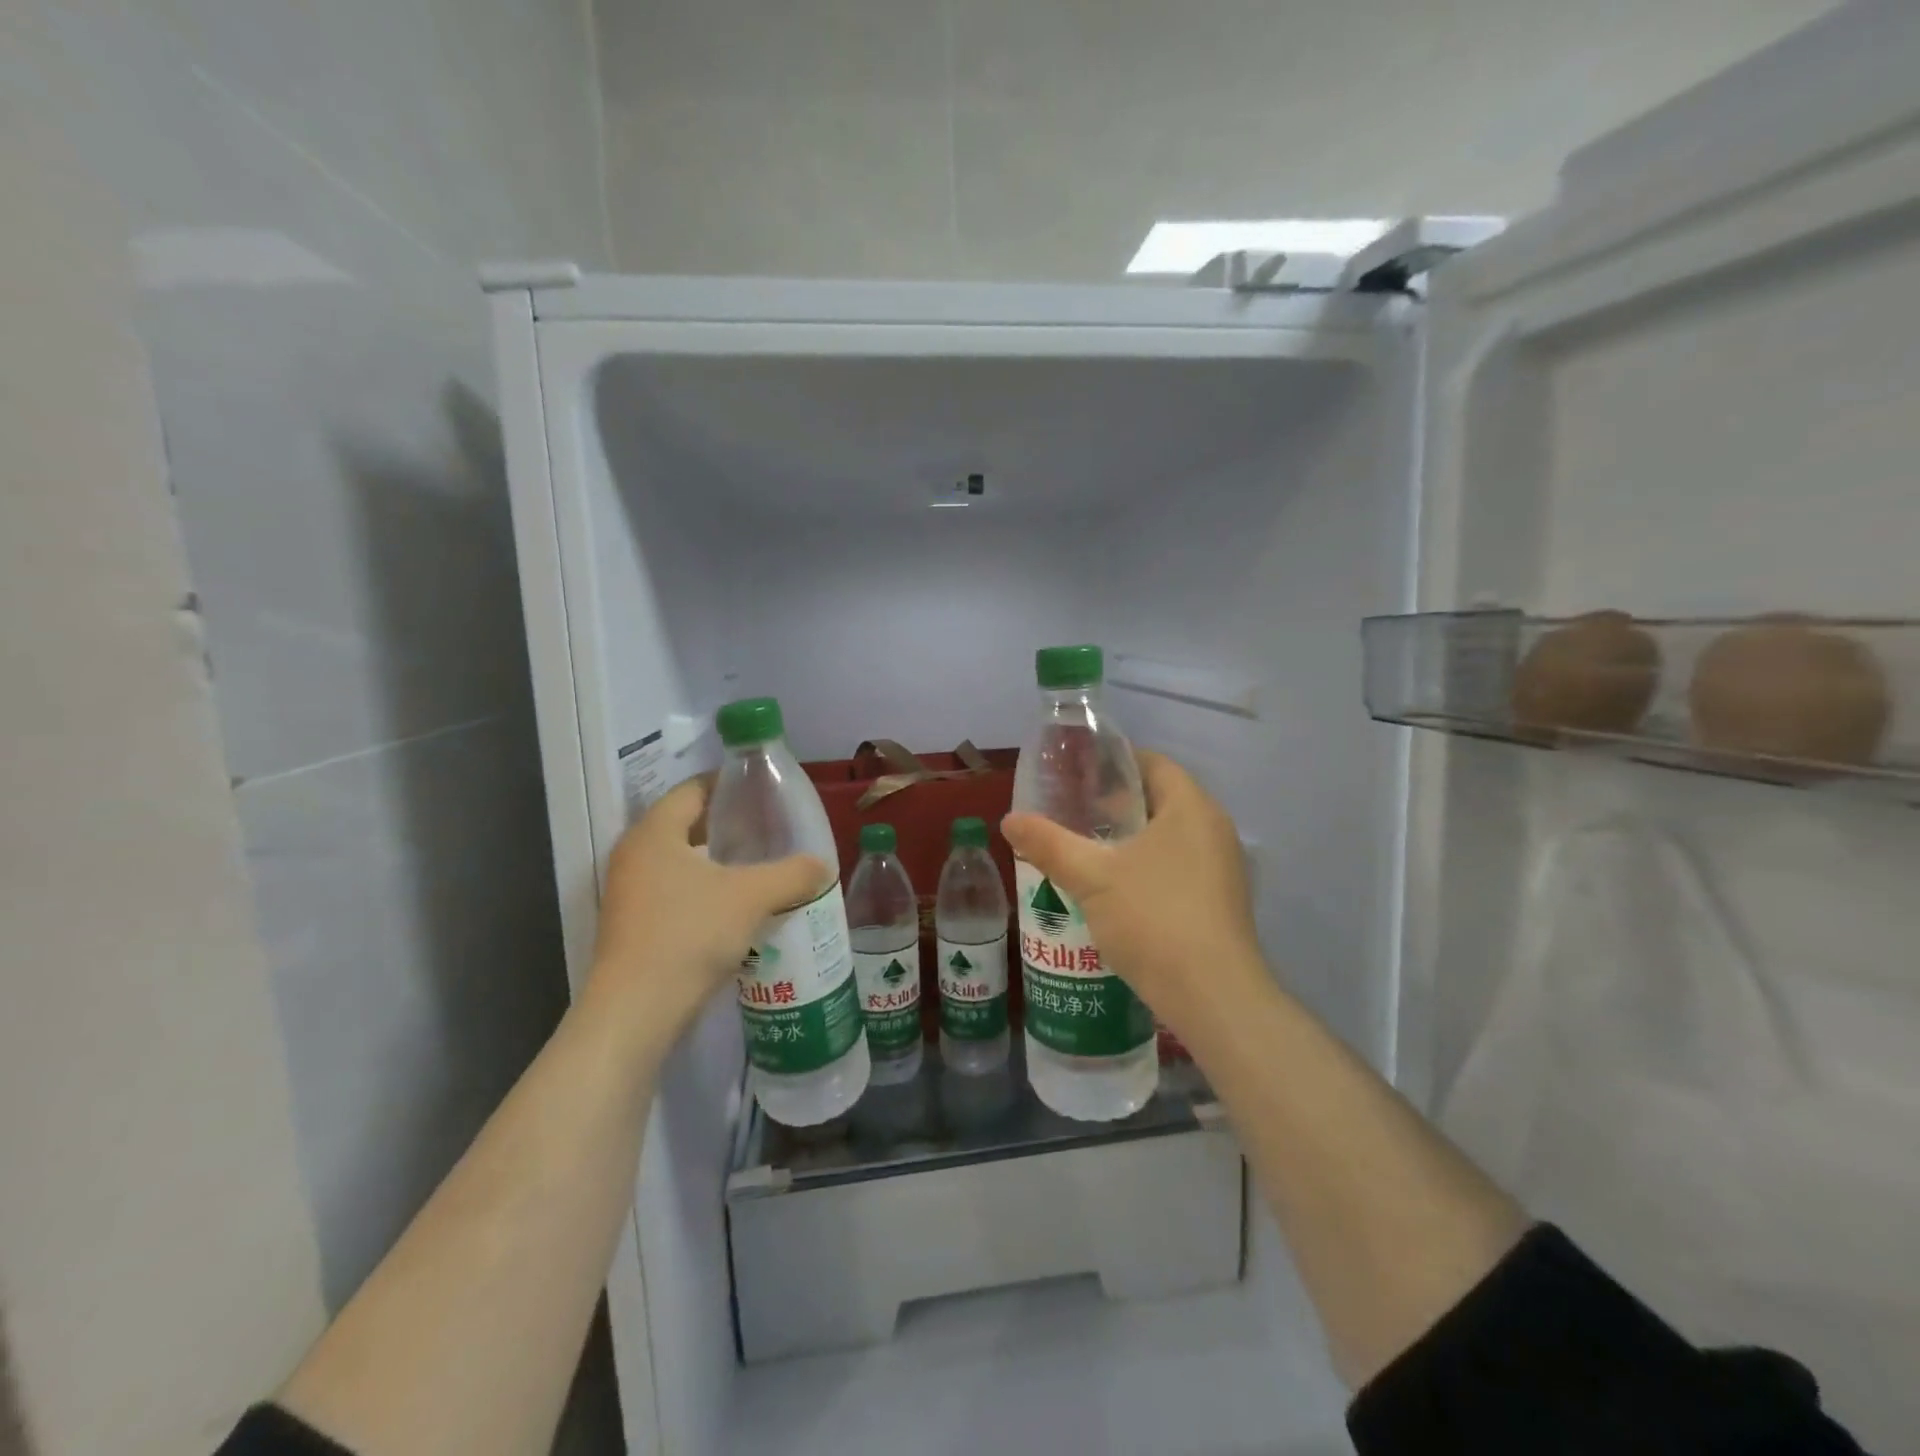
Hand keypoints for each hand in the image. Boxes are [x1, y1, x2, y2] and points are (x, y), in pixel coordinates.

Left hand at [585, 778, 828, 1044]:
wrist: (637, 1012)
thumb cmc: (689, 934)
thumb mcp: (752, 897)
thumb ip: (792, 873)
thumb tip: (823, 865)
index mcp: (654, 833)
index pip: (692, 789)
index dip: (728, 783)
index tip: (764, 789)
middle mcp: (635, 855)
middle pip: (687, 825)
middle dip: (729, 824)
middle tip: (771, 827)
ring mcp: (631, 893)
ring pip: (683, 863)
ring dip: (719, 862)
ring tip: (762, 865)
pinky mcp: (635, 926)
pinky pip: (677, 893)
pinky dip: (708, 891)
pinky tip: (740, 907)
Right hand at [1001, 750, 1263, 1033]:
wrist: (1211, 996)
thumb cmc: (1153, 918)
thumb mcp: (1091, 877)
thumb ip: (1049, 843)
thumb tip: (1009, 820)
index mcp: (1191, 808)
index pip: (1154, 763)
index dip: (1115, 762)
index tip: (1078, 773)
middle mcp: (1214, 829)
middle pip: (1161, 799)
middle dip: (1118, 803)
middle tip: (1073, 811)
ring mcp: (1223, 868)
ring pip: (1170, 837)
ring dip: (1131, 839)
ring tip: (1087, 848)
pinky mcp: (1220, 902)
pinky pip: (1179, 867)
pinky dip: (1147, 866)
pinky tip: (1115, 889)